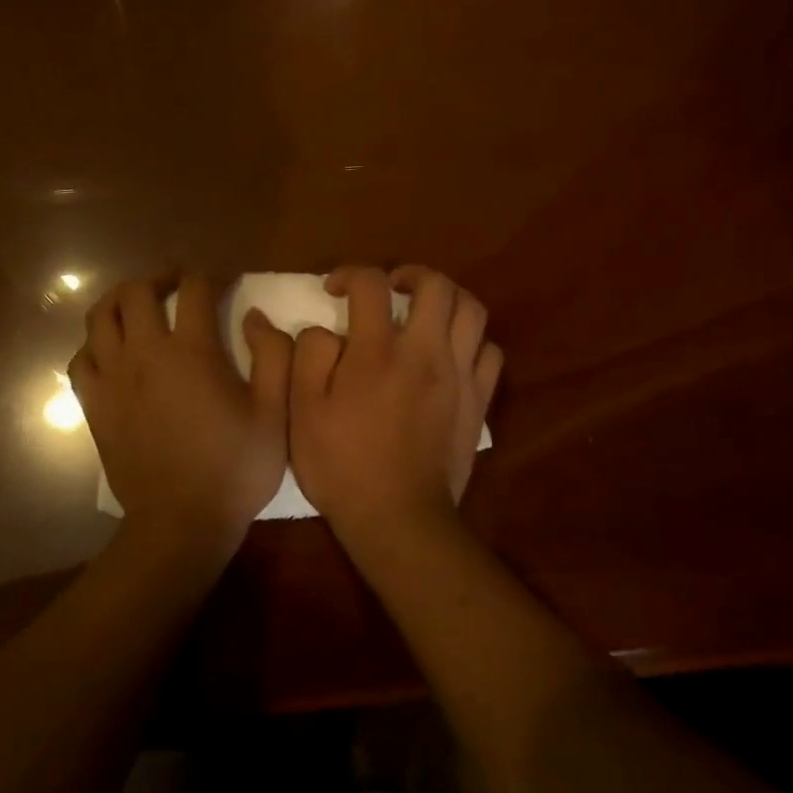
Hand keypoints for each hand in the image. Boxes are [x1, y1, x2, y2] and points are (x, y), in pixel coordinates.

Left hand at [69, 274, 294, 563]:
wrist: (180, 524)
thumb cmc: (234, 470)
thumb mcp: (274, 414)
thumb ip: (273, 356)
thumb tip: (254, 316)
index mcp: (192, 352)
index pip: (195, 288)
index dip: (211, 274)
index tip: (225, 279)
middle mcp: (145, 354)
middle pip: (136, 291)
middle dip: (159, 277)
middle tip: (177, 285)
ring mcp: (113, 379)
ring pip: (100, 317)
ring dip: (120, 300)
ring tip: (139, 306)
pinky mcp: (94, 406)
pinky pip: (81, 359)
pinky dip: (94, 344)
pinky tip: (111, 351)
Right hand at [289, 265, 502, 552]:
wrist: (398, 518)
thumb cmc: (342, 464)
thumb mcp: (302, 411)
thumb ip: (308, 356)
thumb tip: (323, 328)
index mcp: (377, 351)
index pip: (371, 283)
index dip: (350, 274)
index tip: (335, 289)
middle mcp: (425, 352)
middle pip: (436, 285)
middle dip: (410, 274)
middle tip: (389, 289)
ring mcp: (459, 376)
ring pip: (472, 311)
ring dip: (446, 299)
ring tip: (424, 312)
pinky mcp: (478, 401)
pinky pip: (489, 352)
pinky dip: (471, 340)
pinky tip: (450, 353)